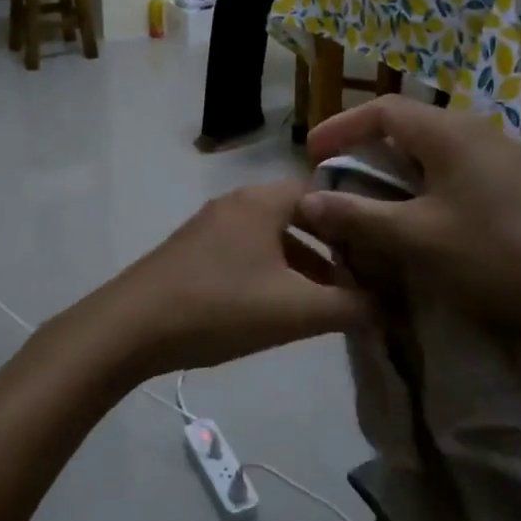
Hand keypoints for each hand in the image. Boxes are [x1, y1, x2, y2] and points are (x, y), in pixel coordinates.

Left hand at [79, 182, 381, 378]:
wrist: (131, 327)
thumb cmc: (220, 307)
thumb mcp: (295, 311)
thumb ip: (349, 306)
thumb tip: (389, 305)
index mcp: (262, 200)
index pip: (324, 193)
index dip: (356, 221)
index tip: (382, 251)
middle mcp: (237, 202)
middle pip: (298, 216)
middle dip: (331, 249)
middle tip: (361, 281)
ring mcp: (211, 225)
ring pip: (272, 237)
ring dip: (301, 265)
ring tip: (327, 302)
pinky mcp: (193, 251)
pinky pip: (246, 251)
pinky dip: (271, 272)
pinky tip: (278, 308)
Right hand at [293, 96, 520, 370]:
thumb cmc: (498, 258)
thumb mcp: (417, 240)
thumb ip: (357, 217)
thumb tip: (307, 200)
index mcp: (450, 133)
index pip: (382, 110)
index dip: (340, 127)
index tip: (310, 155)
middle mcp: (477, 134)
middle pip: (406, 129)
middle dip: (365, 152)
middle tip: (335, 184)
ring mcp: (501, 161)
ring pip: (431, 155)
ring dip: (394, 175)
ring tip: (368, 206)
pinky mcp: (515, 189)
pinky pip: (454, 176)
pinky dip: (423, 191)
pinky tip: (417, 226)